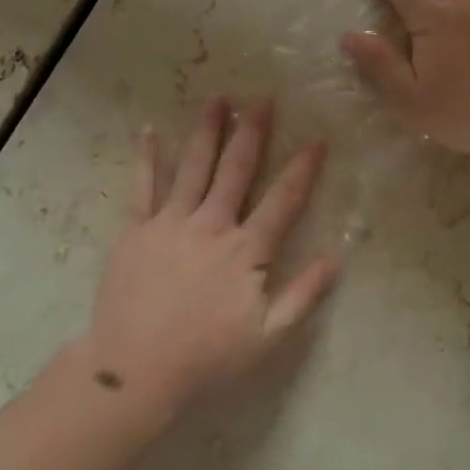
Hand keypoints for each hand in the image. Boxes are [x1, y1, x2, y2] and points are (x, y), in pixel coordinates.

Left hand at [82, 98, 337, 415]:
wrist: (135, 370)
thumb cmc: (206, 358)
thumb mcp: (267, 338)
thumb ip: (303, 296)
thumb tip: (335, 259)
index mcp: (246, 250)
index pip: (282, 200)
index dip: (302, 168)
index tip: (316, 139)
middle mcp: (211, 226)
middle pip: (236, 170)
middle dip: (252, 132)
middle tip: (263, 99)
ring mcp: (170, 223)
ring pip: (193, 167)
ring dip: (208, 132)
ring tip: (218, 100)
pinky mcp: (136, 230)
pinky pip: (142, 186)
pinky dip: (147, 158)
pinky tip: (148, 130)